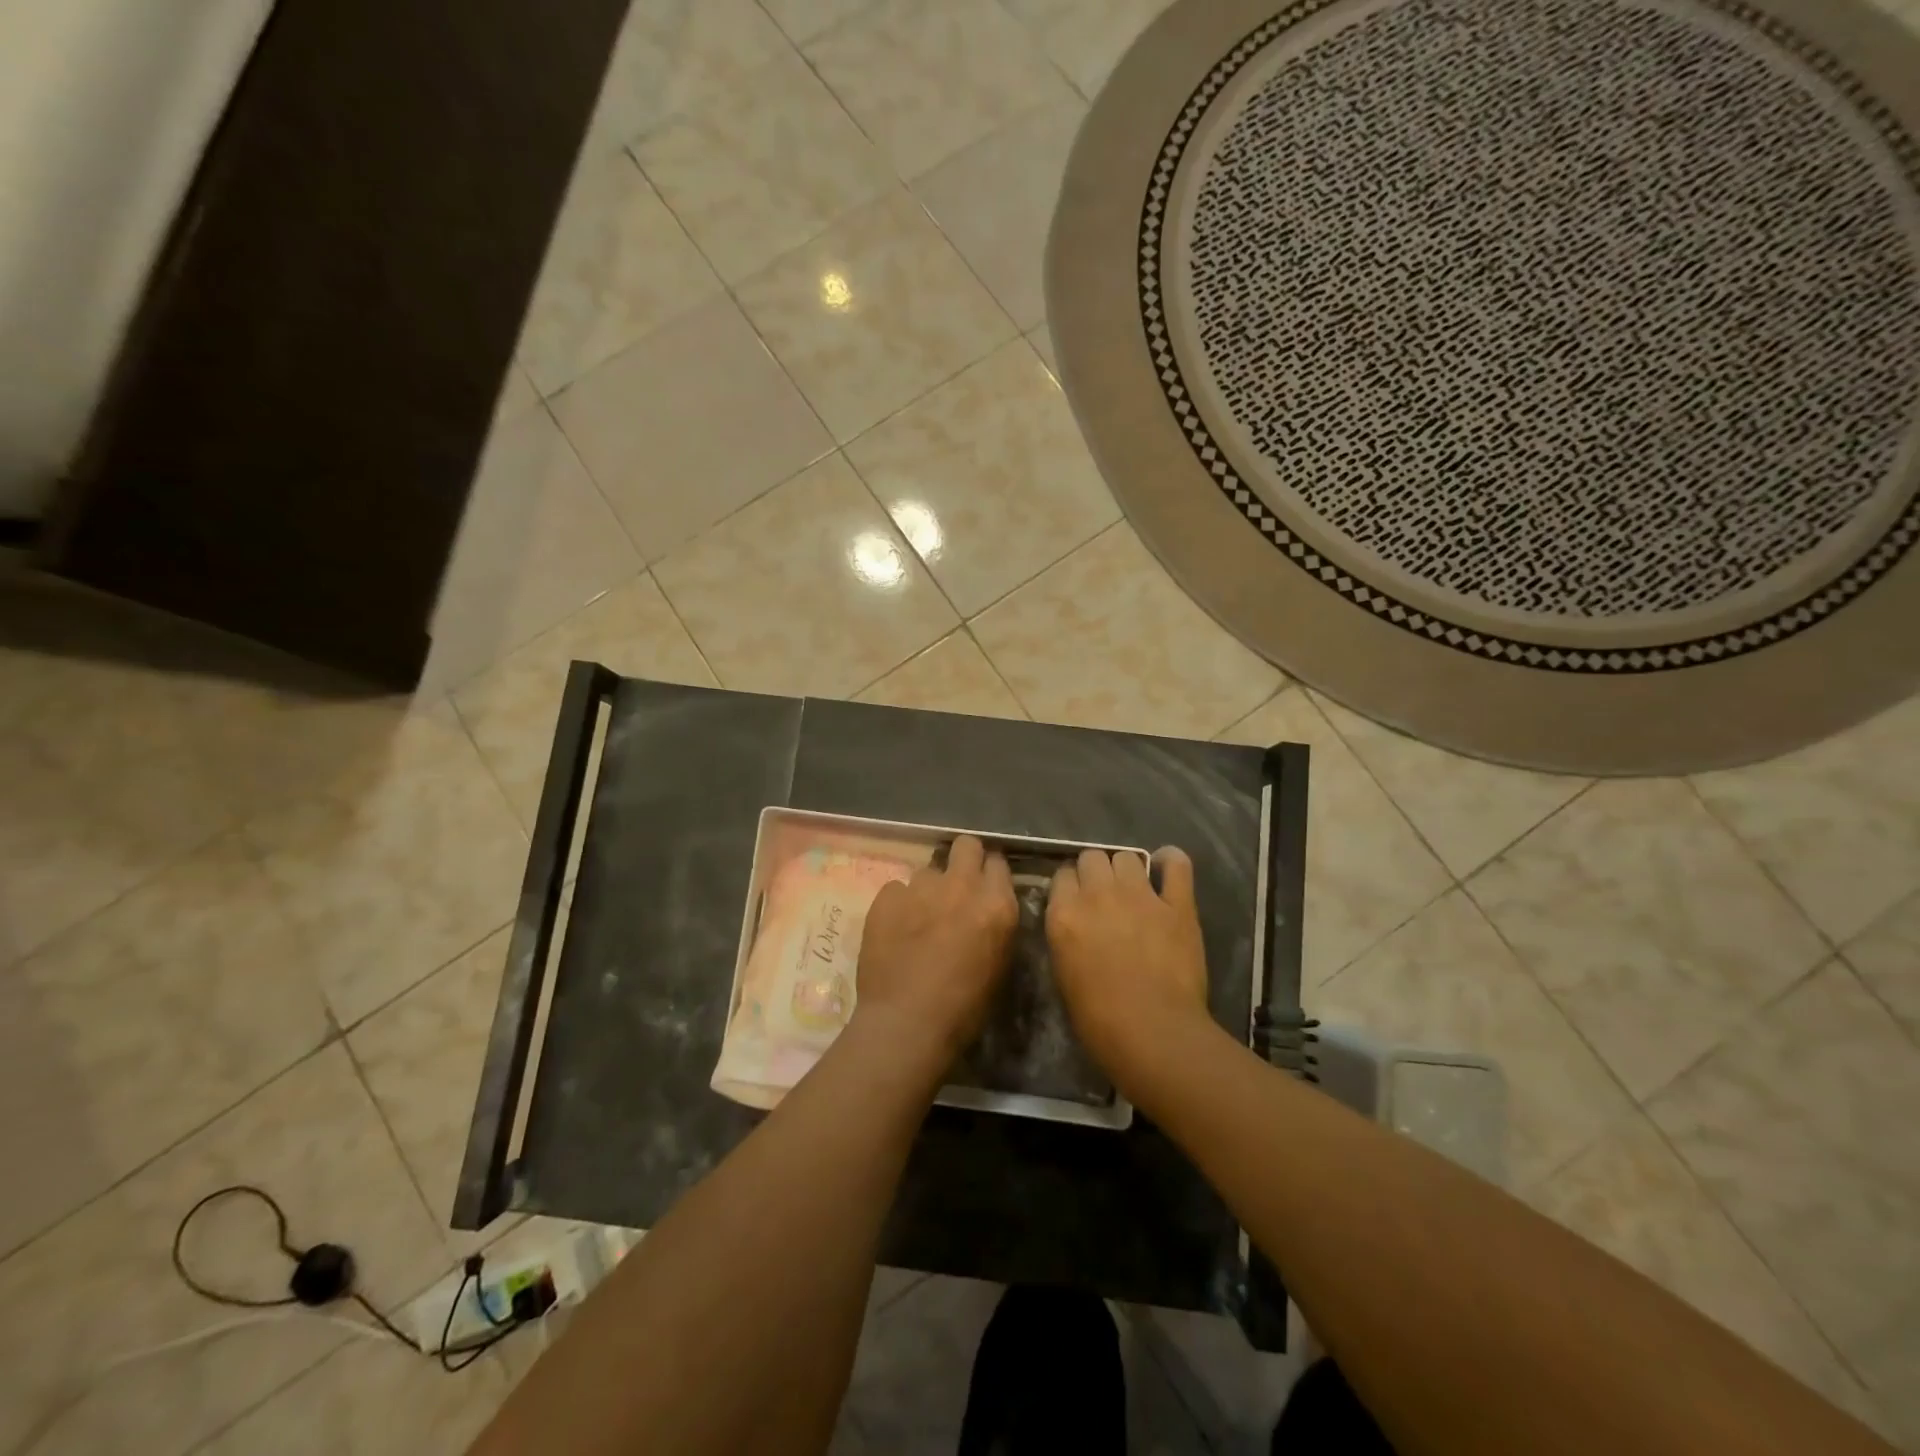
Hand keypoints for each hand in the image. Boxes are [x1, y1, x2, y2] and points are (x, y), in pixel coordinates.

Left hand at [854, 835, 1018, 1064]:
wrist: (906, 1023)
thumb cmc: (963, 1008)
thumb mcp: (999, 964)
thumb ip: (996, 924)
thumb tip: (987, 909)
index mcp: (996, 904)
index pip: (998, 863)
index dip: (990, 873)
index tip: (985, 886)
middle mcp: (961, 885)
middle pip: (966, 844)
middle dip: (964, 859)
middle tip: (957, 886)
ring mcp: (920, 887)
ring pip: (928, 870)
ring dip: (929, 888)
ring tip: (920, 917)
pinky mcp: (886, 897)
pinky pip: (897, 889)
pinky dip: (899, 904)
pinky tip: (895, 929)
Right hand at [1046, 847, 1209, 1086]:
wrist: (1153, 1033)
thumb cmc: (1098, 1019)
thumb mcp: (1063, 973)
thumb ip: (1065, 936)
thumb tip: (1073, 922)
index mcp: (1064, 913)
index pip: (1061, 874)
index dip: (1070, 886)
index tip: (1076, 900)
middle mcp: (1098, 894)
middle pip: (1091, 857)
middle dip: (1095, 872)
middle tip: (1104, 896)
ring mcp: (1140, 895)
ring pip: (1126, 856)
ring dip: (1126, 870)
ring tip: (1133, 890)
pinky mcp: (1177, 904)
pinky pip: (1176, 864)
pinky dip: (1171, 861)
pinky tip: (1166, 869)